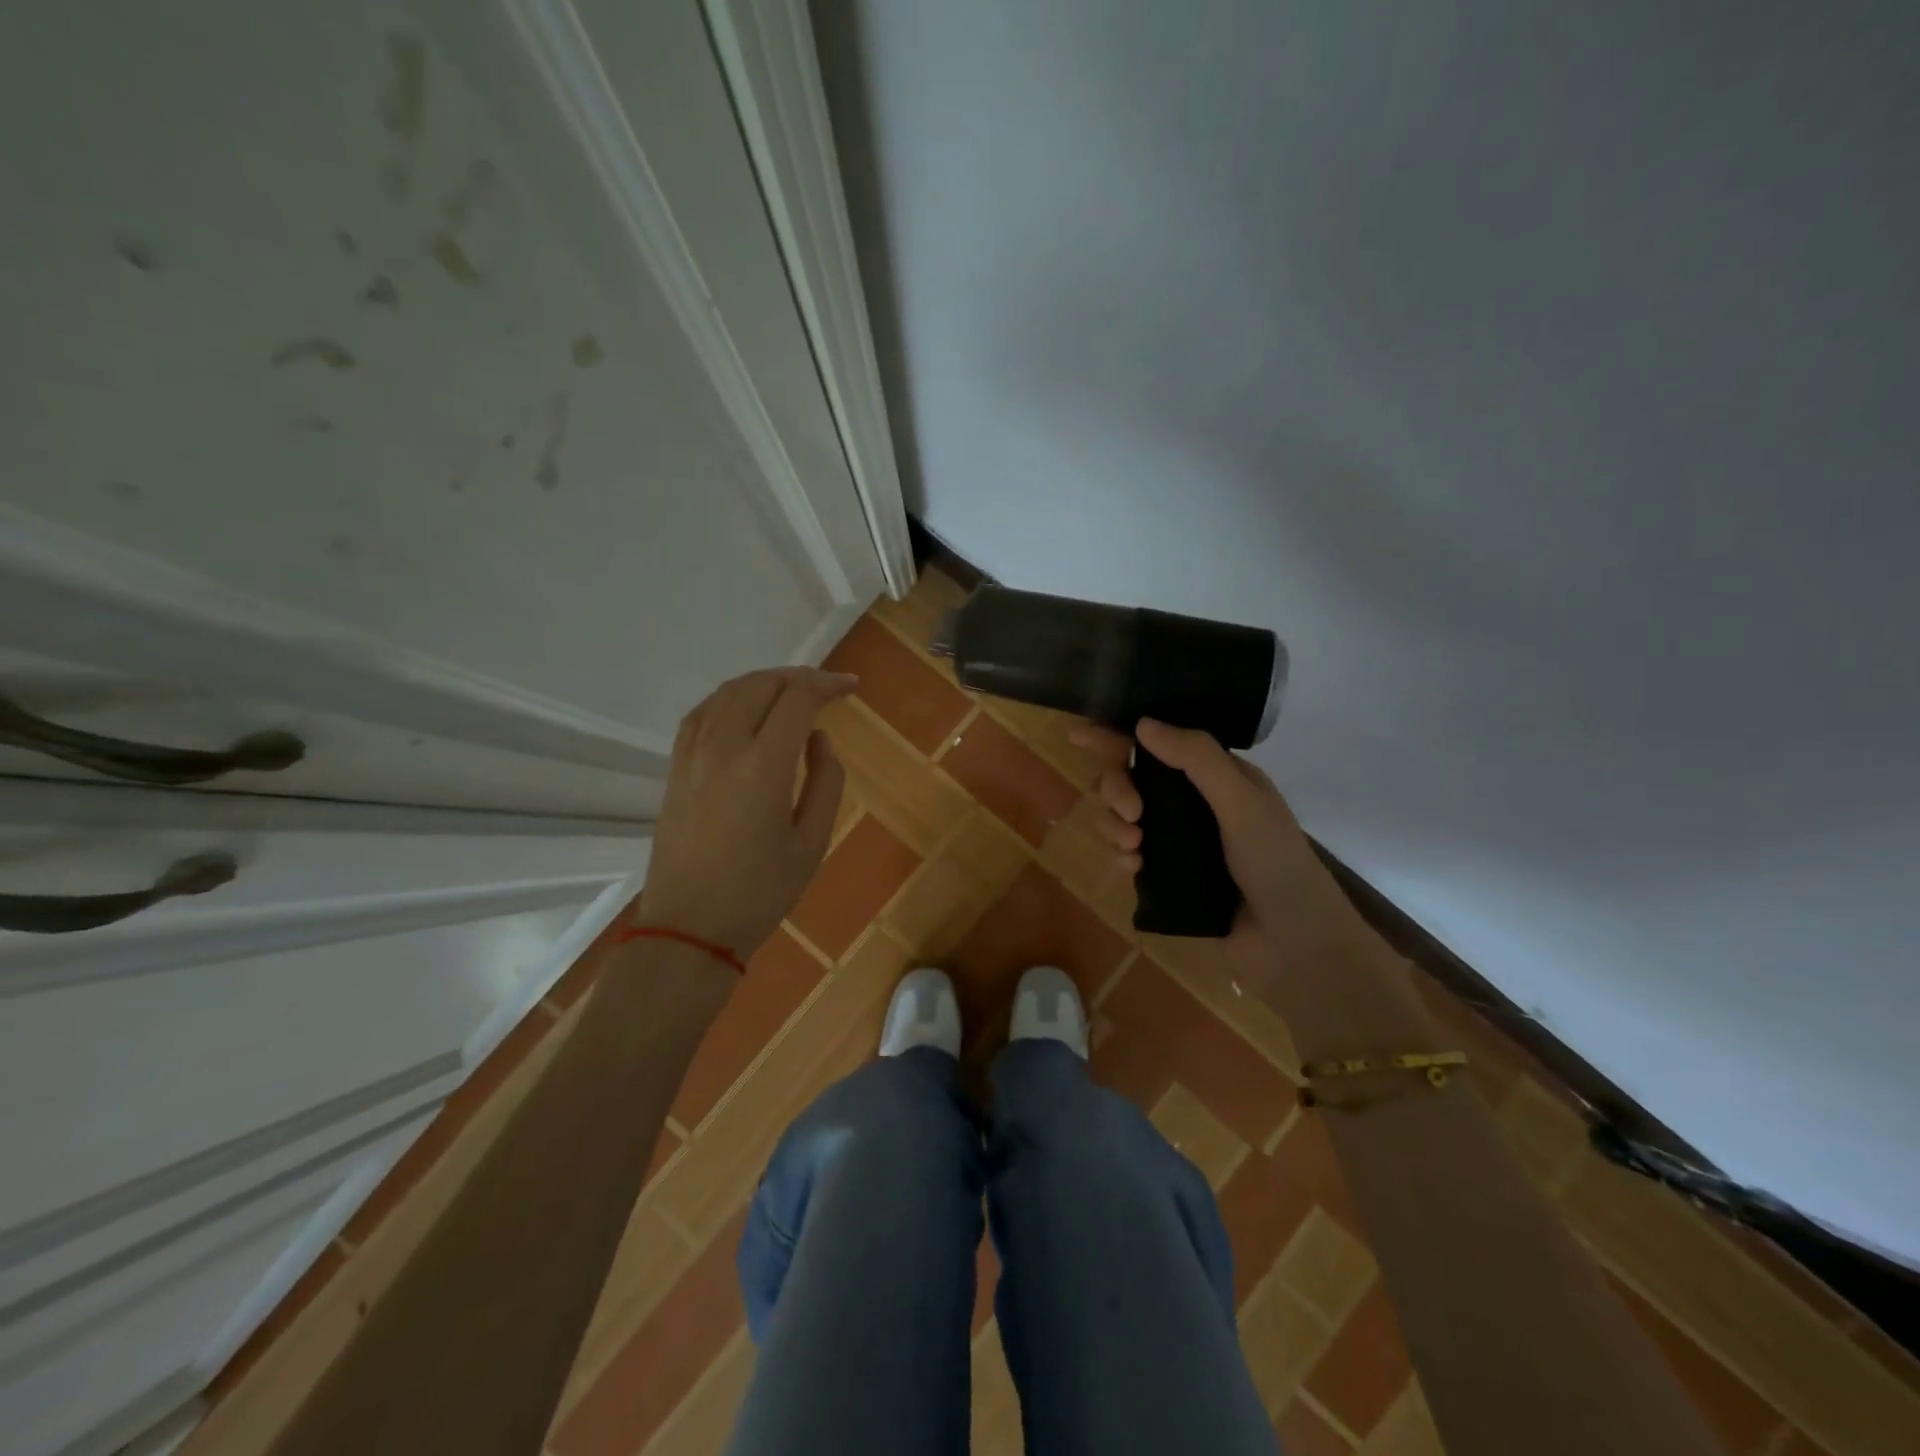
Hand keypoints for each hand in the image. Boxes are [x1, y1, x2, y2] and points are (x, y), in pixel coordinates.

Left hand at [637, 667, 856, 961]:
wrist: (689, 928)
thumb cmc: (760, 892)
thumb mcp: (812, 842)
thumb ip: (825, 781)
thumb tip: (817, 738)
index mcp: (763, 766)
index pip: (797, 699)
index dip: (827, 684)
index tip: (851, 687)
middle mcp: (724, 747)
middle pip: (761, 684)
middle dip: (799, 677)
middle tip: (827, 688)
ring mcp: (693, 755)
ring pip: (728, 692)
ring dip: (764, 682)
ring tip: (792, 692)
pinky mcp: (676, 767)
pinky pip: (702, 712)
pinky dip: (730, 698)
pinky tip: (745, 708)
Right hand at [1070, 719, 1377, 989]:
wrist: (1293, 947)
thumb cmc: (1276, 865)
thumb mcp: (1242, 803)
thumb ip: (1197, 760)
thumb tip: (1142, 723)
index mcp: (1218, 776)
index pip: (1161, 743)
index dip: (1118, 736)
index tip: (1079, 733)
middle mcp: (1195, 803)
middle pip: (1133, 778)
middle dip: (1118, 788)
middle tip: (1130, 813)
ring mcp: (1179, 841)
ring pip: (1124, 816)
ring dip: (1115, 823)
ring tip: (1132, 846)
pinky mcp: (1167, 876)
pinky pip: (1127, 853)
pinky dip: (1122, 855)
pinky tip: (1133, 868)